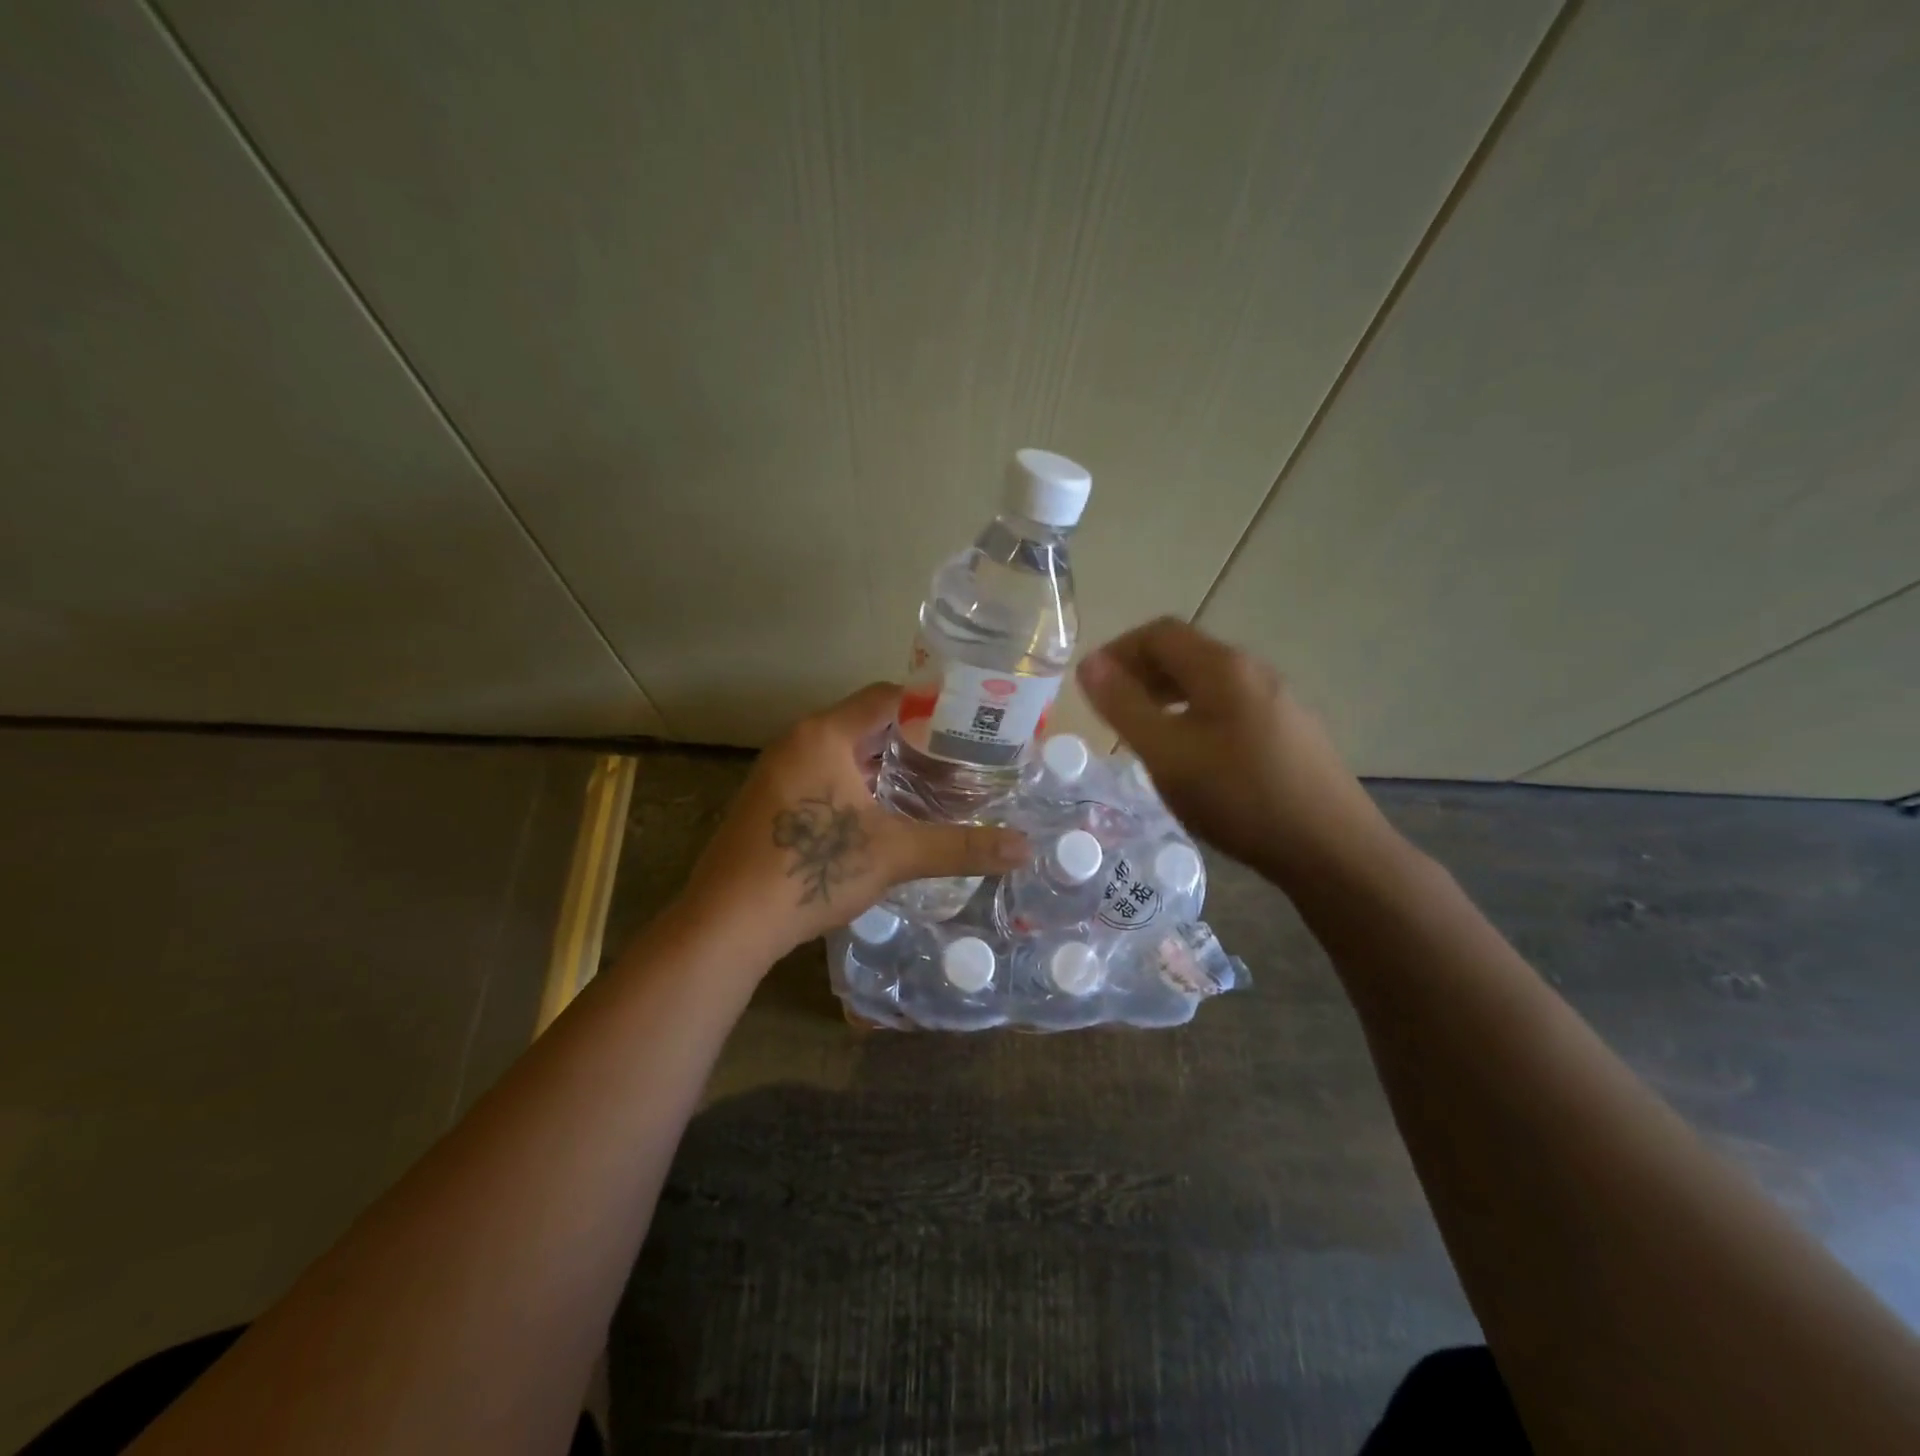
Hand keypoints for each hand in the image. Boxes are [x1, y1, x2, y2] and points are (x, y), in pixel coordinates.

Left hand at [678, 683, 1029, 959]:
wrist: (727, 922)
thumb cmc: (811, 870)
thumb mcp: (894, 854)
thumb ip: (960, 846)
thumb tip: (1025, 849)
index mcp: (824, 734)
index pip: (886, 696)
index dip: (930, 704)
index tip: (969, 722)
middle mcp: (797, 741)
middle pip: (866, 724)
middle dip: (913, 740)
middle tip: (961, 758)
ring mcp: (777, 772)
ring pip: (843, 754)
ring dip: (884, 766)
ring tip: (933, 785)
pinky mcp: (769, 802)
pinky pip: (822, 777)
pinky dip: (856, 786)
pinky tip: (884, 816)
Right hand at [1076, 617, 1391, 886]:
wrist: (1332, 850)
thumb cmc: (1238, 797)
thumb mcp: (1166, 753)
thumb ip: (1124, 706)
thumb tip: (1089, 664)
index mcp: (1222, 667)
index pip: (1159, 632)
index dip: (1118, 650)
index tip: (1091, 685)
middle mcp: (1254, 671)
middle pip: (1186, 653)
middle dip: (1140, 672)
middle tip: (1111, 710)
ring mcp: (1279, 701)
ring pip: (1209, 683)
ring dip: (1167, 695)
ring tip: (1144, 732)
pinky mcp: (1292, 732)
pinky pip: (1230, 707)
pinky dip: (1195, 715)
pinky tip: (1193, 757)